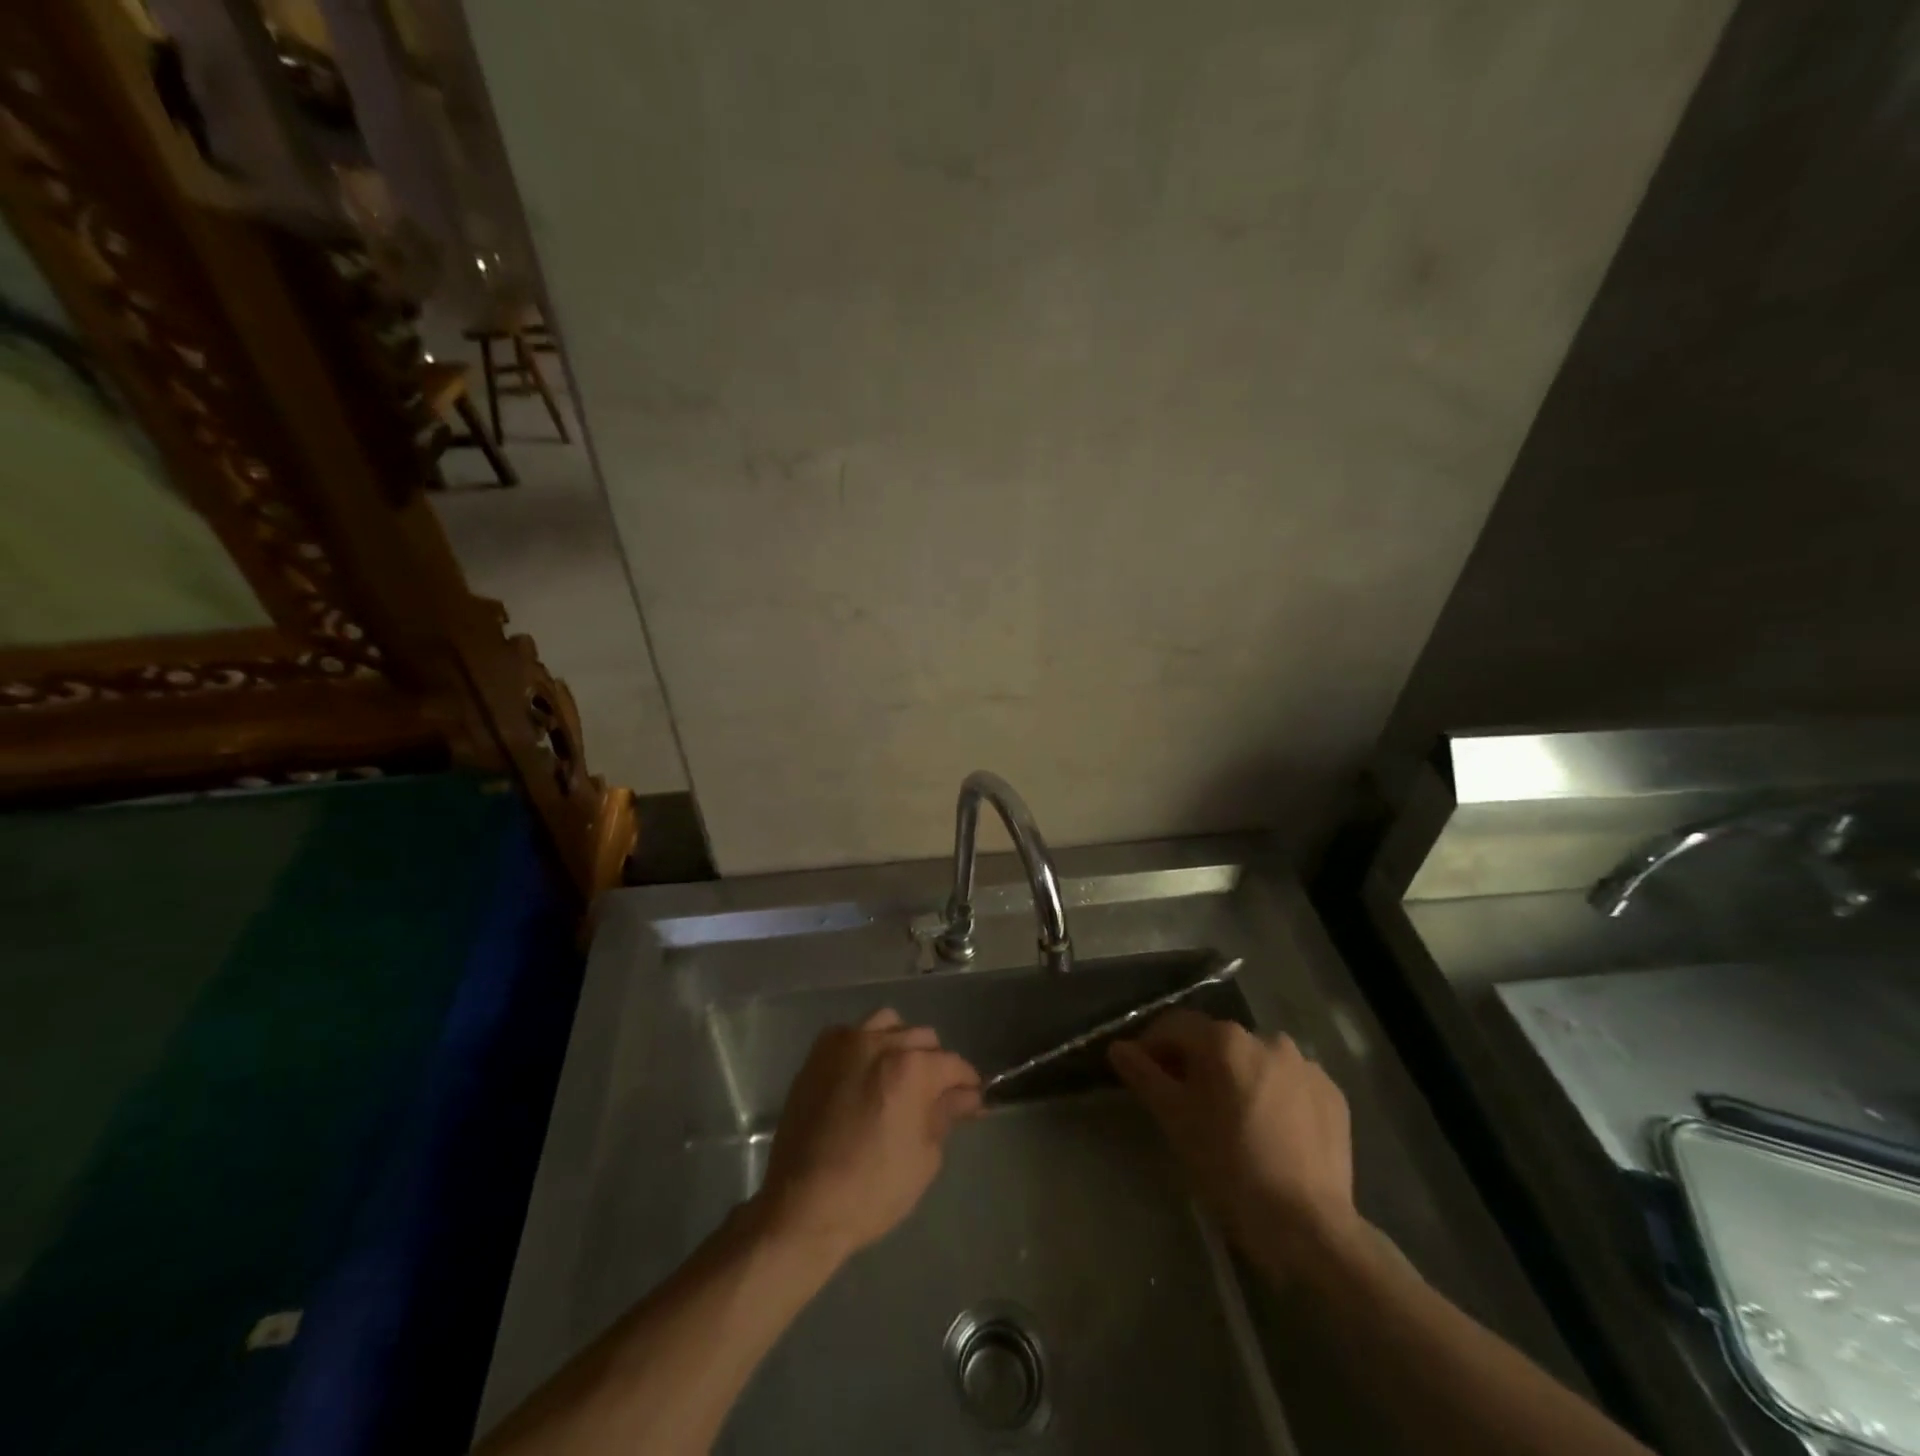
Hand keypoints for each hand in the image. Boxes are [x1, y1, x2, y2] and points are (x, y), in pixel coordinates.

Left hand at [757, 1009, 981, 1264]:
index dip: (967, 1082)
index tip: (972, 1099)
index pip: (953, 1064)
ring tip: (899, 1074)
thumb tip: (967, 1095)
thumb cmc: (872, 1190)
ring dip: (901, 1043)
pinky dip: (867, 1045)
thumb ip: (946, 1114)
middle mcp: (881, 1043)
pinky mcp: (819, 1053)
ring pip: (888, 1023)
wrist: (803, 1204)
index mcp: (912, 1068)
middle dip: (936, 1063)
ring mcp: (846, 1043)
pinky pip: (853, 1032)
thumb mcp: (924, 1157)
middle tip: (935, 1094)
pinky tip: (866, 1074)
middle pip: (923, 1037)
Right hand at [1108, 1010, 1359, 1278]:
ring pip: (1255, 1061)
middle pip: (1216, 1041)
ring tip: (1230, 1117)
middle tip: (1184, 1101)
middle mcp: (1267, 1039)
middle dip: (1195, 1063)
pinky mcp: (1332, 1094)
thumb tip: (1119, 1048)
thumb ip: (1143, 1075)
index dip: (1152, 1046)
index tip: (1142, 1074)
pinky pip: (1289, 1083)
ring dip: (1236, 1077)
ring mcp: (1305, 1066)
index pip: (1175, 1026)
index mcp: (1225, 1040)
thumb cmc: (1229, 1167)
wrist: (1308, 1226)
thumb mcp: (1174, 1120)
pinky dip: (1273, 1095)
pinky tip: (1269, 1129)